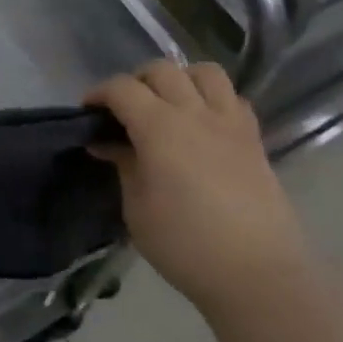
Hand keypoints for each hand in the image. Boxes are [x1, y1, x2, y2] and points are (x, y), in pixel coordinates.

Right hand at [87, 61, 313, 312]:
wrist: (255, 271)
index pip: (122, 89)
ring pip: (204, 72)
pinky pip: (232, 98)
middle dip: (135, 81)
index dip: (99, 94)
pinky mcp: (253, 138)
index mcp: (160, 127)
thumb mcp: (137, 209)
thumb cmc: (185, 245)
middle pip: (162, 70)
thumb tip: (108, 143)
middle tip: (123, 110)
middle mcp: (196, 112)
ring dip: (179, 79)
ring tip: (167, 106)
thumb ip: (124, 165)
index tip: (87, 113)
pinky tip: (202, 124)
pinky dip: (212, 99)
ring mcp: (230, 122)